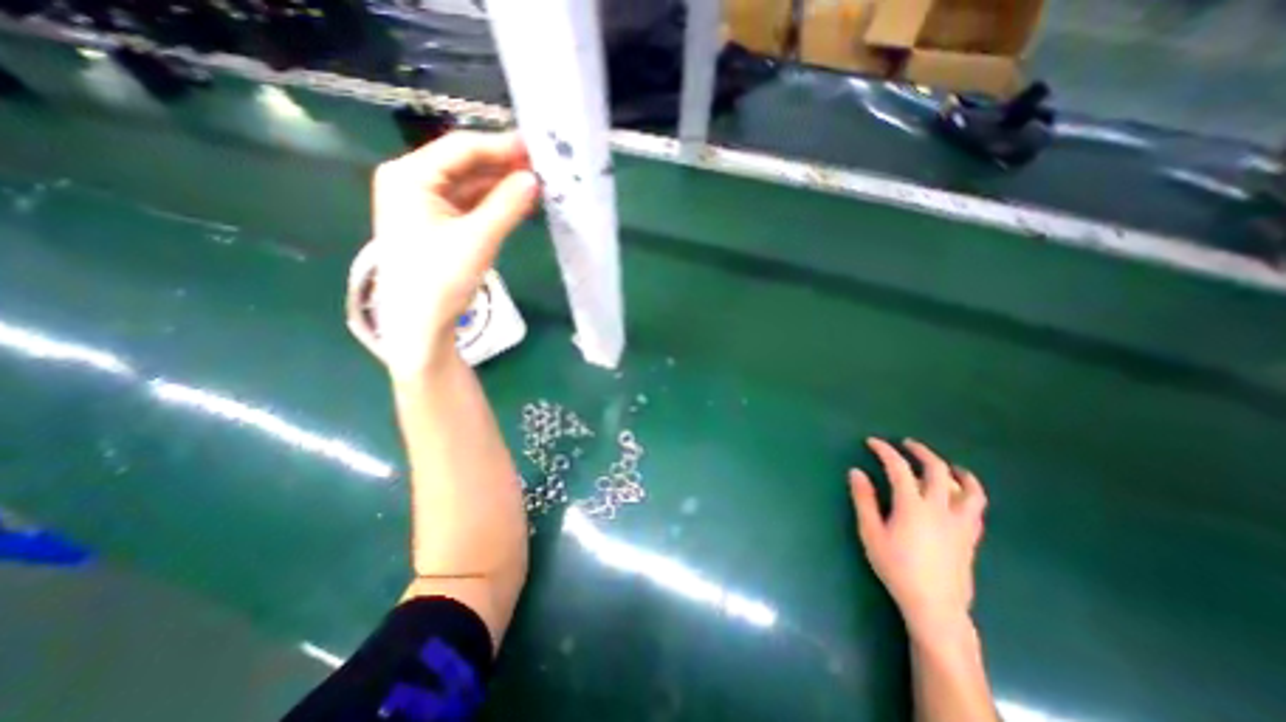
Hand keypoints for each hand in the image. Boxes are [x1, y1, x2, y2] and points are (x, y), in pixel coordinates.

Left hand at [368, 129, 537, 378]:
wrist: (420, 322)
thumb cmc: (441, 278)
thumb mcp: (478, 239)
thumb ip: (507, 206)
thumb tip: (534, 180)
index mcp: (410, 176)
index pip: (461, 149)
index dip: (500, 147)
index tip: (535, 149)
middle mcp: (413, 181)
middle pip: (465, 164)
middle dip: (503, 166)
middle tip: (540, 168)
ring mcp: (425, 202)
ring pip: (469, 184)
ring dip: (501, 185)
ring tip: (536, 185)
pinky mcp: (437, 222)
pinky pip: (470, 204)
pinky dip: (494, 203)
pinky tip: (518, 202)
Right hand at [851, 437, 986, 640]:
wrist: (934, 606)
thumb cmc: (897, 568)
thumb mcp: (871, 533)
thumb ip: (864, 500)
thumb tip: (856, 472)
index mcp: (912, 505)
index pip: (899, 468)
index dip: (885, 451)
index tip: (872, 442)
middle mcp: (940, 508)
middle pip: (936, 470)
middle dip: (921, 452)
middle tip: (907, 444)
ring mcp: (960, 522)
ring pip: (968, 488)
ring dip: (955, 470)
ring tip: (945, 465)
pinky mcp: (971, 536)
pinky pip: (977, 508)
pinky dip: (970, 493)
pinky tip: (962, 494)